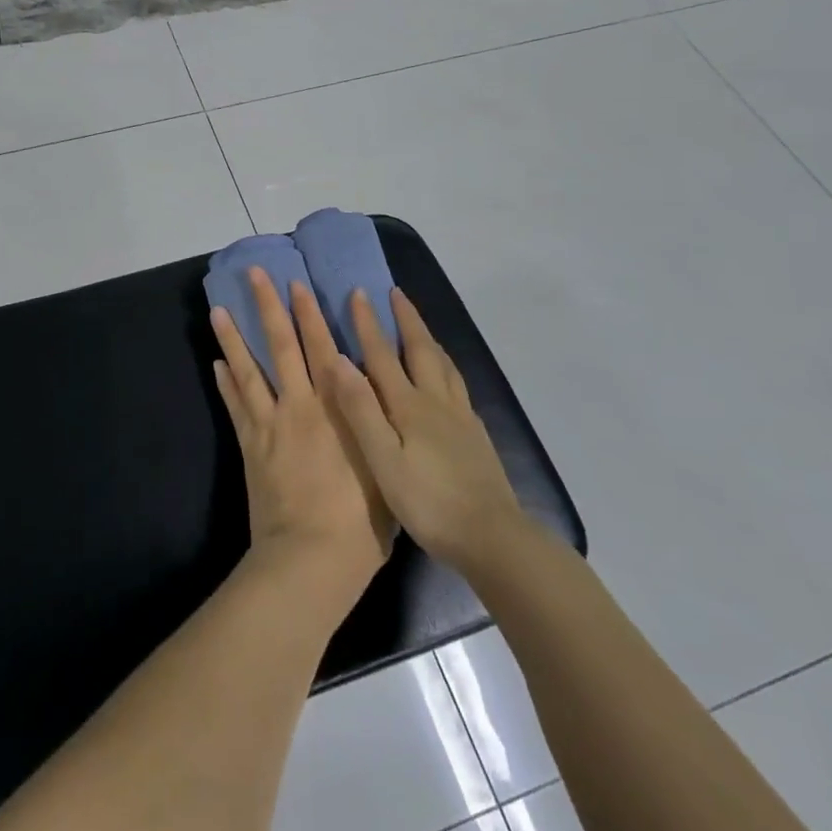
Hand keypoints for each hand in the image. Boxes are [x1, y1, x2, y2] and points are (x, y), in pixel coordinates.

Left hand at [211, 269, 393, 602]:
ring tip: (218, 309)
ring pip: (249, 369)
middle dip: (269, 307)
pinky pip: (236, 406)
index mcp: (337, 409)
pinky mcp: (249, 445)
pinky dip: (225, 383)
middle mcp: (301, 406)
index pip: (322, 349)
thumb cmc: (360, 523)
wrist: (311, 559)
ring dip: (233, 337)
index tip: (299, 284)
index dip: (310, 315)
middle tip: (255, 275)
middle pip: (282, 346)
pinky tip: (216, 363)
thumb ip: (375, 428)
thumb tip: (374, 397)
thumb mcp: (384, 469)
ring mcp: (270, 423)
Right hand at [322, 288, 528, 579]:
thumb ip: (362, 410)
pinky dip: (446, 366)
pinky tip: (447, 377)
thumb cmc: (429, 502)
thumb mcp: (383, 460)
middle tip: (395, 293)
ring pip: (443, 365)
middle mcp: (436, 402)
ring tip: (419, 325)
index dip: (369, 323)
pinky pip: (457, 385)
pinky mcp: (476, 435)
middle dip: (405, 320)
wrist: (493, 538)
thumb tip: (339, 360)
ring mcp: (461, 418)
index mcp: (409, 406)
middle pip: (421, 350)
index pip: (383, 355)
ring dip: (428, 338)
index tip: (359, 292)